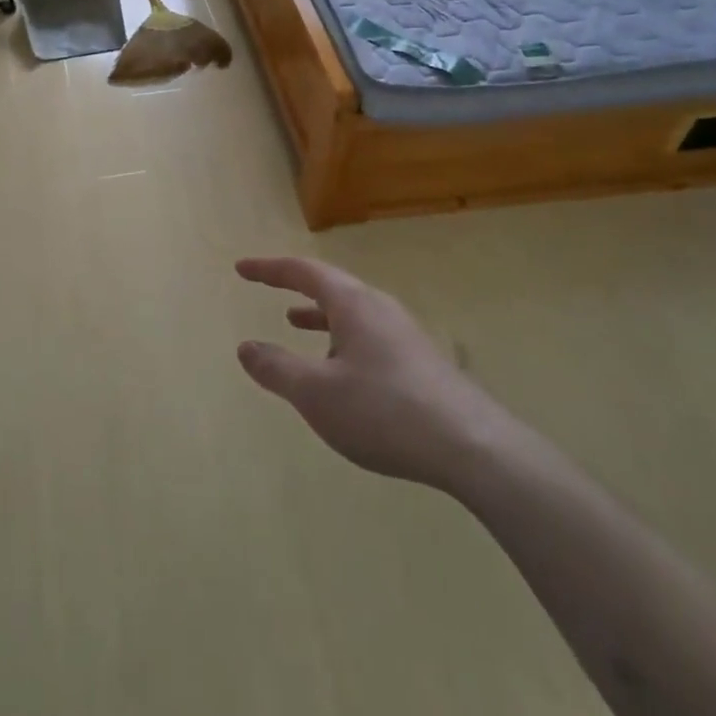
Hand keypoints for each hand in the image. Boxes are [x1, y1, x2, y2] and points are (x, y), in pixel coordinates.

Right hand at [236, 256, 516, 493]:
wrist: (473, 446)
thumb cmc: (384, 410)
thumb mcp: (317, 393)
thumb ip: (276, 368)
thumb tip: (245, 347)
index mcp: (352, 303)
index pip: (303, 271)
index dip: (269, 269)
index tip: (242, 268)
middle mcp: (379, 307)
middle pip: (330, 286)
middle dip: (295, 286)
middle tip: (267, 287)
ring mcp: (403, 333)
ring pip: (351, 313)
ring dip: (319, 315)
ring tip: (295, 323)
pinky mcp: (420, 361)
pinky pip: (368, 335)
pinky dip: (341, 339)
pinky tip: (341, 371)